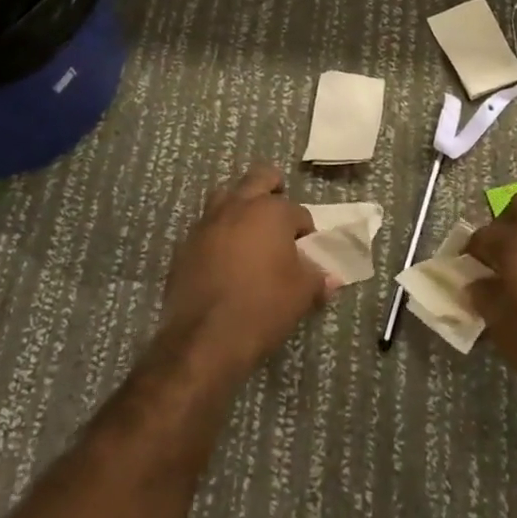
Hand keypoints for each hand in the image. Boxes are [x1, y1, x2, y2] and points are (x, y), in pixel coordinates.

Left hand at [159, 164, 335, 381]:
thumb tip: (330, 279)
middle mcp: (238, 206)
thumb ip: (317, 279)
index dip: (306, 231)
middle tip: (280, 215)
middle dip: (273, 188)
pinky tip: (226, 258)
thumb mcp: (301, 294)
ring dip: (241, 206)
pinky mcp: (186, 244)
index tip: (306, 253)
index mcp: (271, 211)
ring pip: (227, 196)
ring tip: (251, 232)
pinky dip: (220, 233)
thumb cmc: (263, 307)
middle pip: (258, 178)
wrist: (204, 338)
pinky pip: (208, 226)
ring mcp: (207, 222)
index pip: (298, 212)